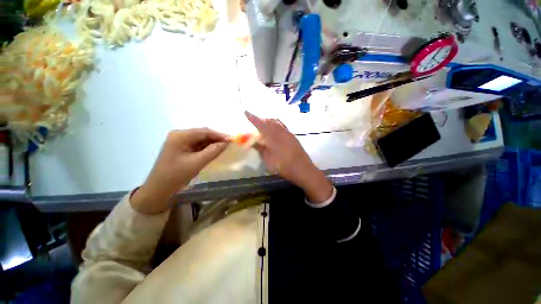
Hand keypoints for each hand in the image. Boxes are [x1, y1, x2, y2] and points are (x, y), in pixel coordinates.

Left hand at [131, 128, 227, 214]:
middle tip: (229, 144)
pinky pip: (197, 145)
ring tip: (224, 147)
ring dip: (212, 143)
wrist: (159, 189)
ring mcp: (179, 141)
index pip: (204, 131)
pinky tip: (214, 151)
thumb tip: (226, 142)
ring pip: (200, 139)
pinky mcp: (181, 148)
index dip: (219, 135)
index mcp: (180, 136)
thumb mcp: (197, 162)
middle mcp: (179, 135)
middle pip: (202, 134)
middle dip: (216, 139)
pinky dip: (206, 147)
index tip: (231, 139)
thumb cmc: (177, 175)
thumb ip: (213, 151)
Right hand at [245, 111, 332, 203]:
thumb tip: (252, 141)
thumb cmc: (282, 165)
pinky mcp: (293, 137)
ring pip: (277, 123)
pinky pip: (282, 127)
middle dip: (261, 119)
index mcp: (272, 135)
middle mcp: (280, 131)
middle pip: (269, 121)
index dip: (252, 118)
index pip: (260, 124)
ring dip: (269, 122)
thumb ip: (259, 148)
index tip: (246, 111)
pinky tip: (275, 132)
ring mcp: (288, 133)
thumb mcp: (267, 159)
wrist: (302, 168)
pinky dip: (276, 126)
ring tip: (264, 125)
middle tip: (255, 121)